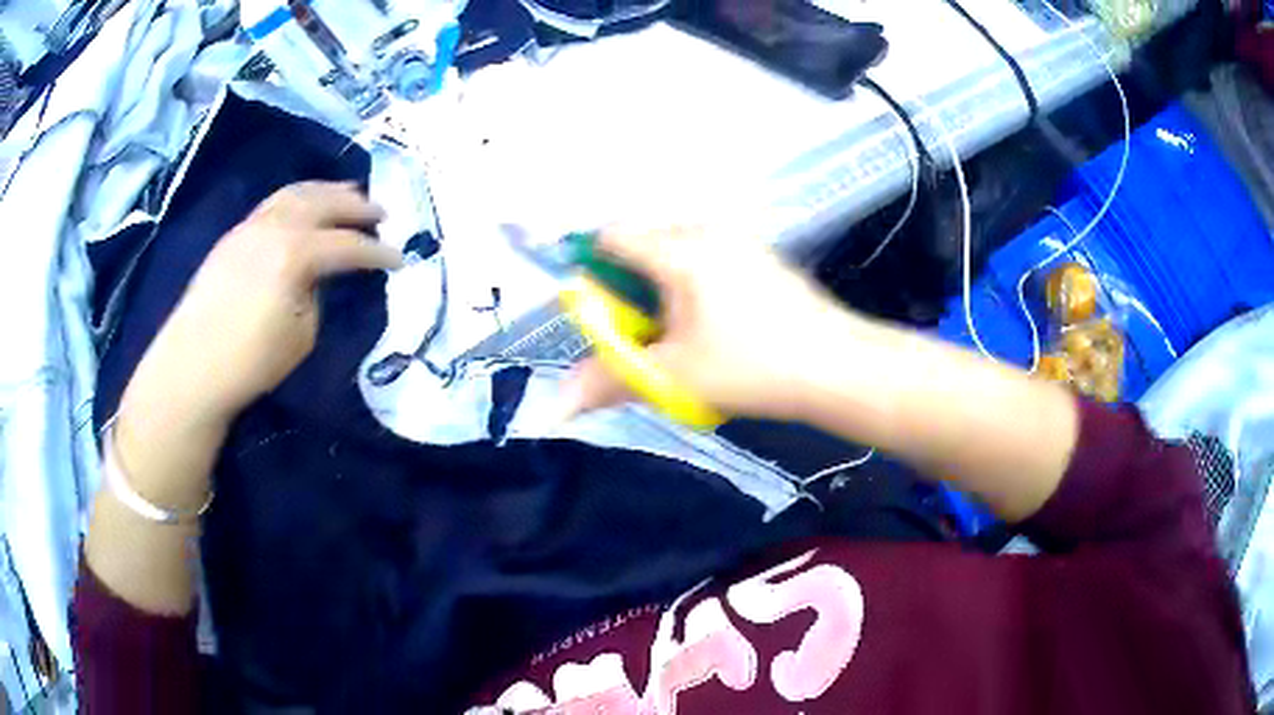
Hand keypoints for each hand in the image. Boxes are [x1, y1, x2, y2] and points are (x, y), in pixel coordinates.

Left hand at [120, 182, 402, 429]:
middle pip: (323, 202)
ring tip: (346, 195)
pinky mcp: (233, 235)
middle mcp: (274, 226)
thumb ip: (315, 294)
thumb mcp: (302, 335)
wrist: (191, 366)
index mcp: (295, 253)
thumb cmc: (250, 361)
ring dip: (326, 192)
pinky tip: (304, 209)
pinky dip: (298, 199)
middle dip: (356, 205)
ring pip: (295, 193)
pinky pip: (274, 204)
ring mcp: (250, 226)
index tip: (400, 260)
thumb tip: (315, 276)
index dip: (378, 252)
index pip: (347, 245)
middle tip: (380, 212)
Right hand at [564, 226, 858, 421]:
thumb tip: (555, 407)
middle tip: (645, 329)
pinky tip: (717, 323)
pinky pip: (707, 253)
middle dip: (630, 282)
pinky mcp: (761, 255)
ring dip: (662, 283)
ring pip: (676, 247)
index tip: (604, 312)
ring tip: (681, 330)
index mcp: (680, 248)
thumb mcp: (674, 377)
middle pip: (642, 240)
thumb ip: (608, 383)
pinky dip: (693, 281)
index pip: (610, 236)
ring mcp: (740, 239)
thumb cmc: (753, 367)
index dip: (592, 269)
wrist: (838, 367)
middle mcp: (707, 229)